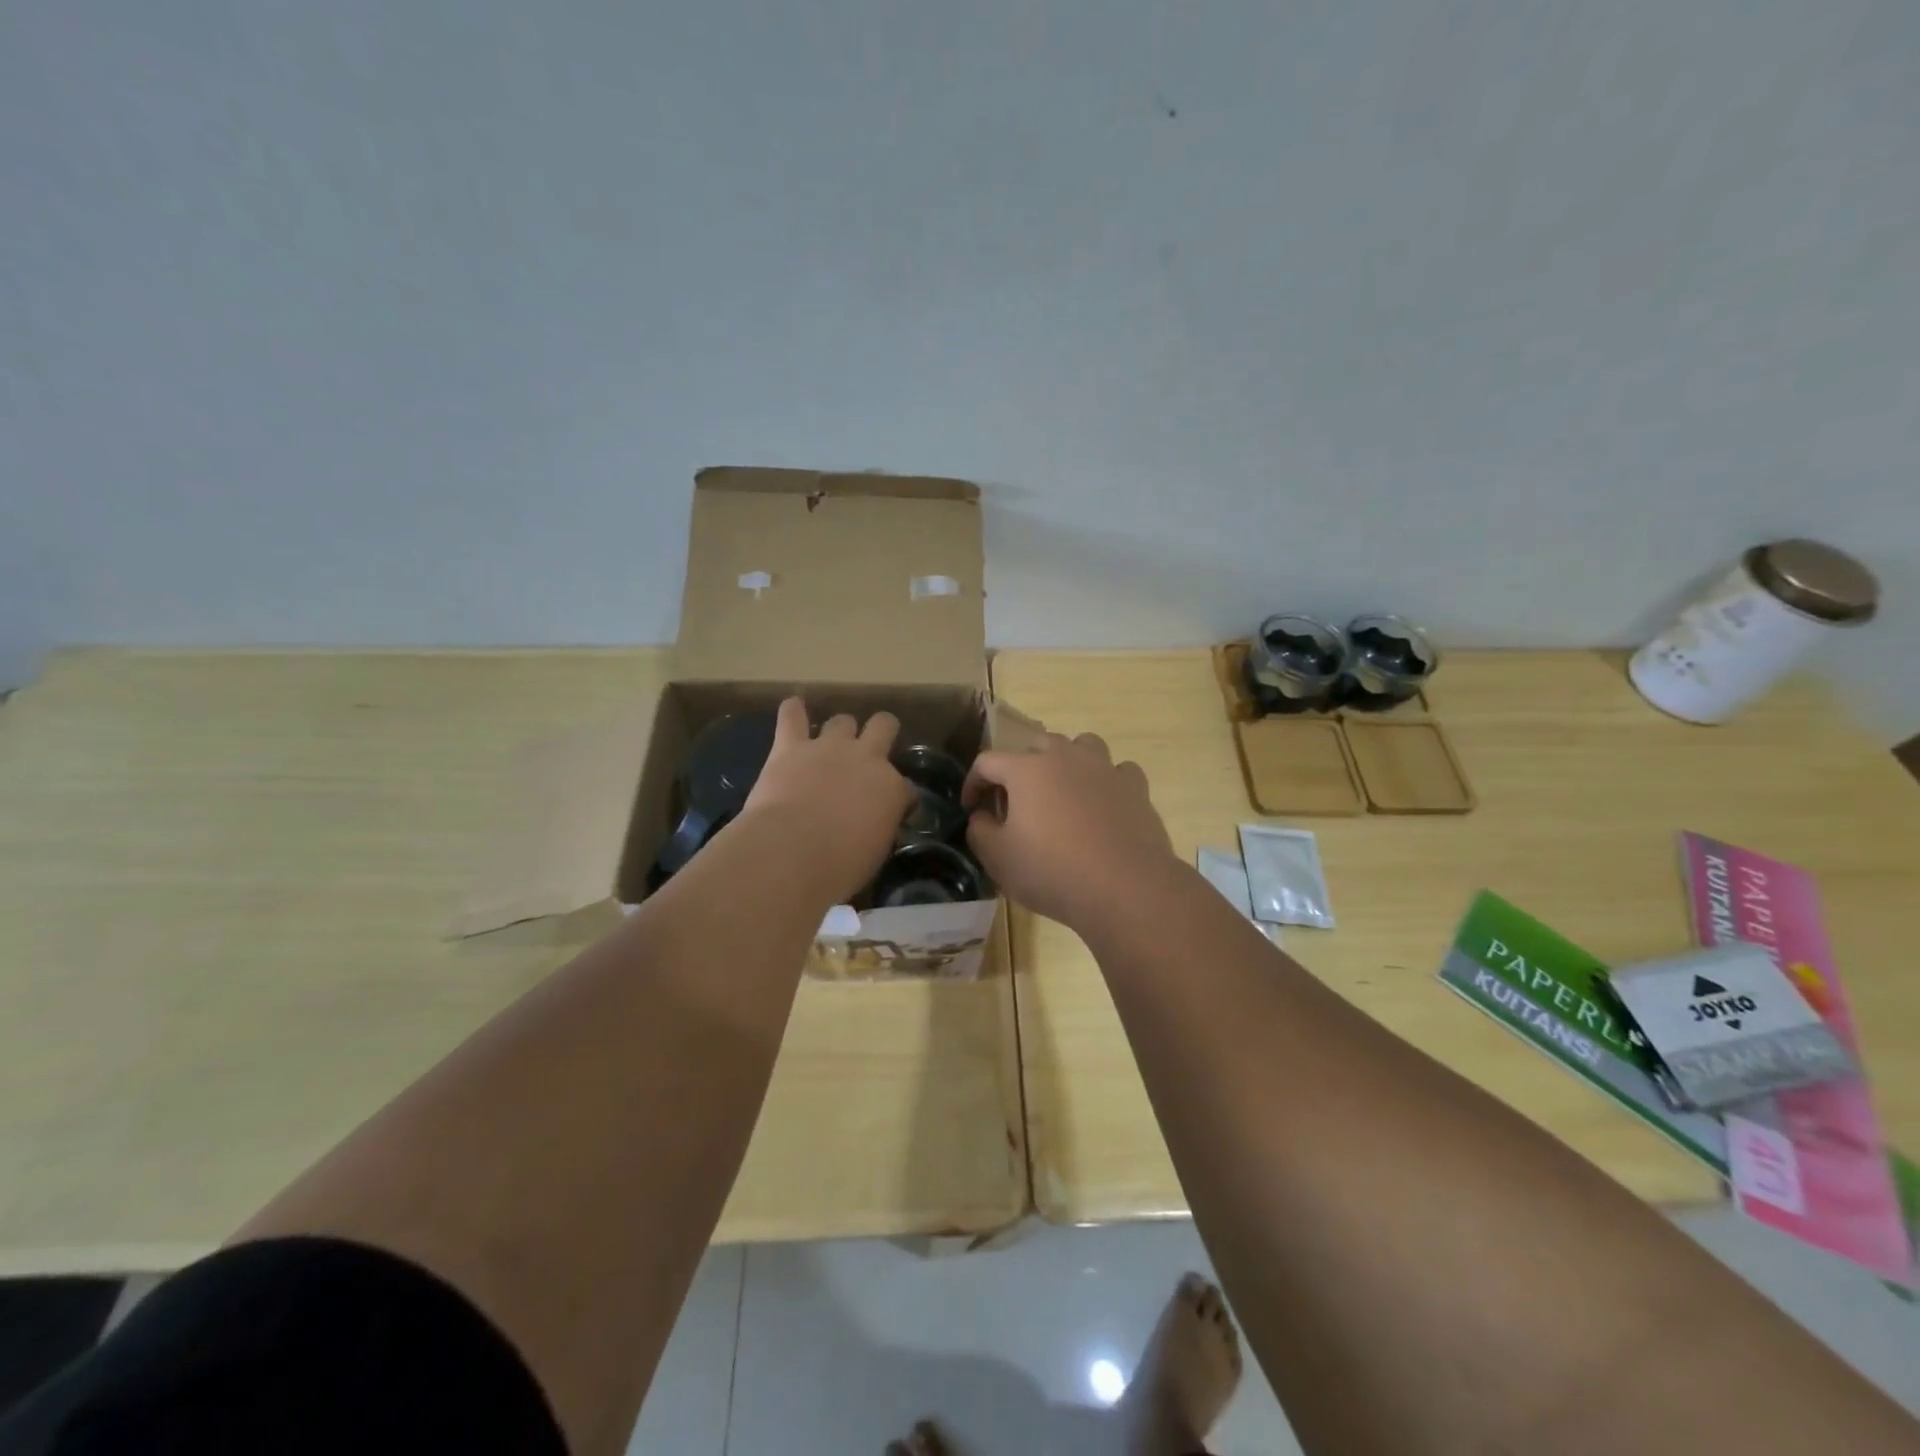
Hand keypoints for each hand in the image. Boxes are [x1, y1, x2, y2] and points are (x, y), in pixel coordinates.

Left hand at [737, 698, 913, 903]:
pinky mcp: (790, 746)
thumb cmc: (839, 866)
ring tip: (829, 743)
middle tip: (871, 750)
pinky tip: (793, 708)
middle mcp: (867, 758)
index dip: (899, 798)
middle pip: (883, 726)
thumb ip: (878, 829)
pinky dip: (794, 711)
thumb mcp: (874, 853)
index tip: (892, 810)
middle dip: (882, 733)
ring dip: (839, 730)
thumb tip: (872, 826)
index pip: (906, 788)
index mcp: (892, 789)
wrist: (792, 852)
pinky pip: (792, 715)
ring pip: (843, 720)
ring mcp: (829, 747)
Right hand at [964, 731, 1176, 928]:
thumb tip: (982, 816)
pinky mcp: (1136, 787)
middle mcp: (1065, 757)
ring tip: (1063, 790)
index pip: (987, 761)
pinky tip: (1103, 803)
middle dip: (1020, 767)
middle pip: (1036, 744)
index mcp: (1026, 769)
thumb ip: (979, 830)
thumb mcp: (998, 858)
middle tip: (1017, 800)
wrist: (1126, 887)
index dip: (974, 782)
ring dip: (1067, 761)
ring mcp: (1104, 768)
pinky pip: (1117, 770)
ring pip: (1082, 745)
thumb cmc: (1053, 871)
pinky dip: (1106, 781)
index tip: (972, 808)